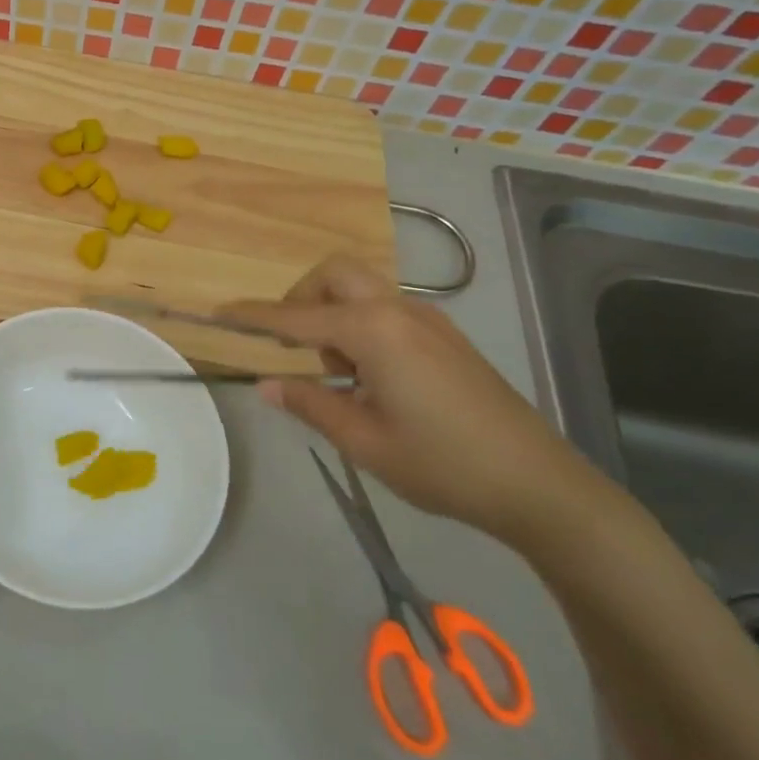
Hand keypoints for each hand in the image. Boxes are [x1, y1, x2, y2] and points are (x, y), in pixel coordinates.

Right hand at [222, 257, 590, 540]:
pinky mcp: (446, 337)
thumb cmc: (443, 464)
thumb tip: (267, 384)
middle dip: (302, 299)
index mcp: (373, 332)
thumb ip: (310, 404)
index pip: (295, 318)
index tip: (219, 313)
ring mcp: (428, 320)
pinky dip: (361, 326)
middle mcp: (398, 311)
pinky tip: (372, 378)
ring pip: (362, 290)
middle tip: (295, 346)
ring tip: (340, 375)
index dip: (253, 316)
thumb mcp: (364, 441)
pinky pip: (386, 310)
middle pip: (335, 275)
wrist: (539, 484)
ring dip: (334, 315)